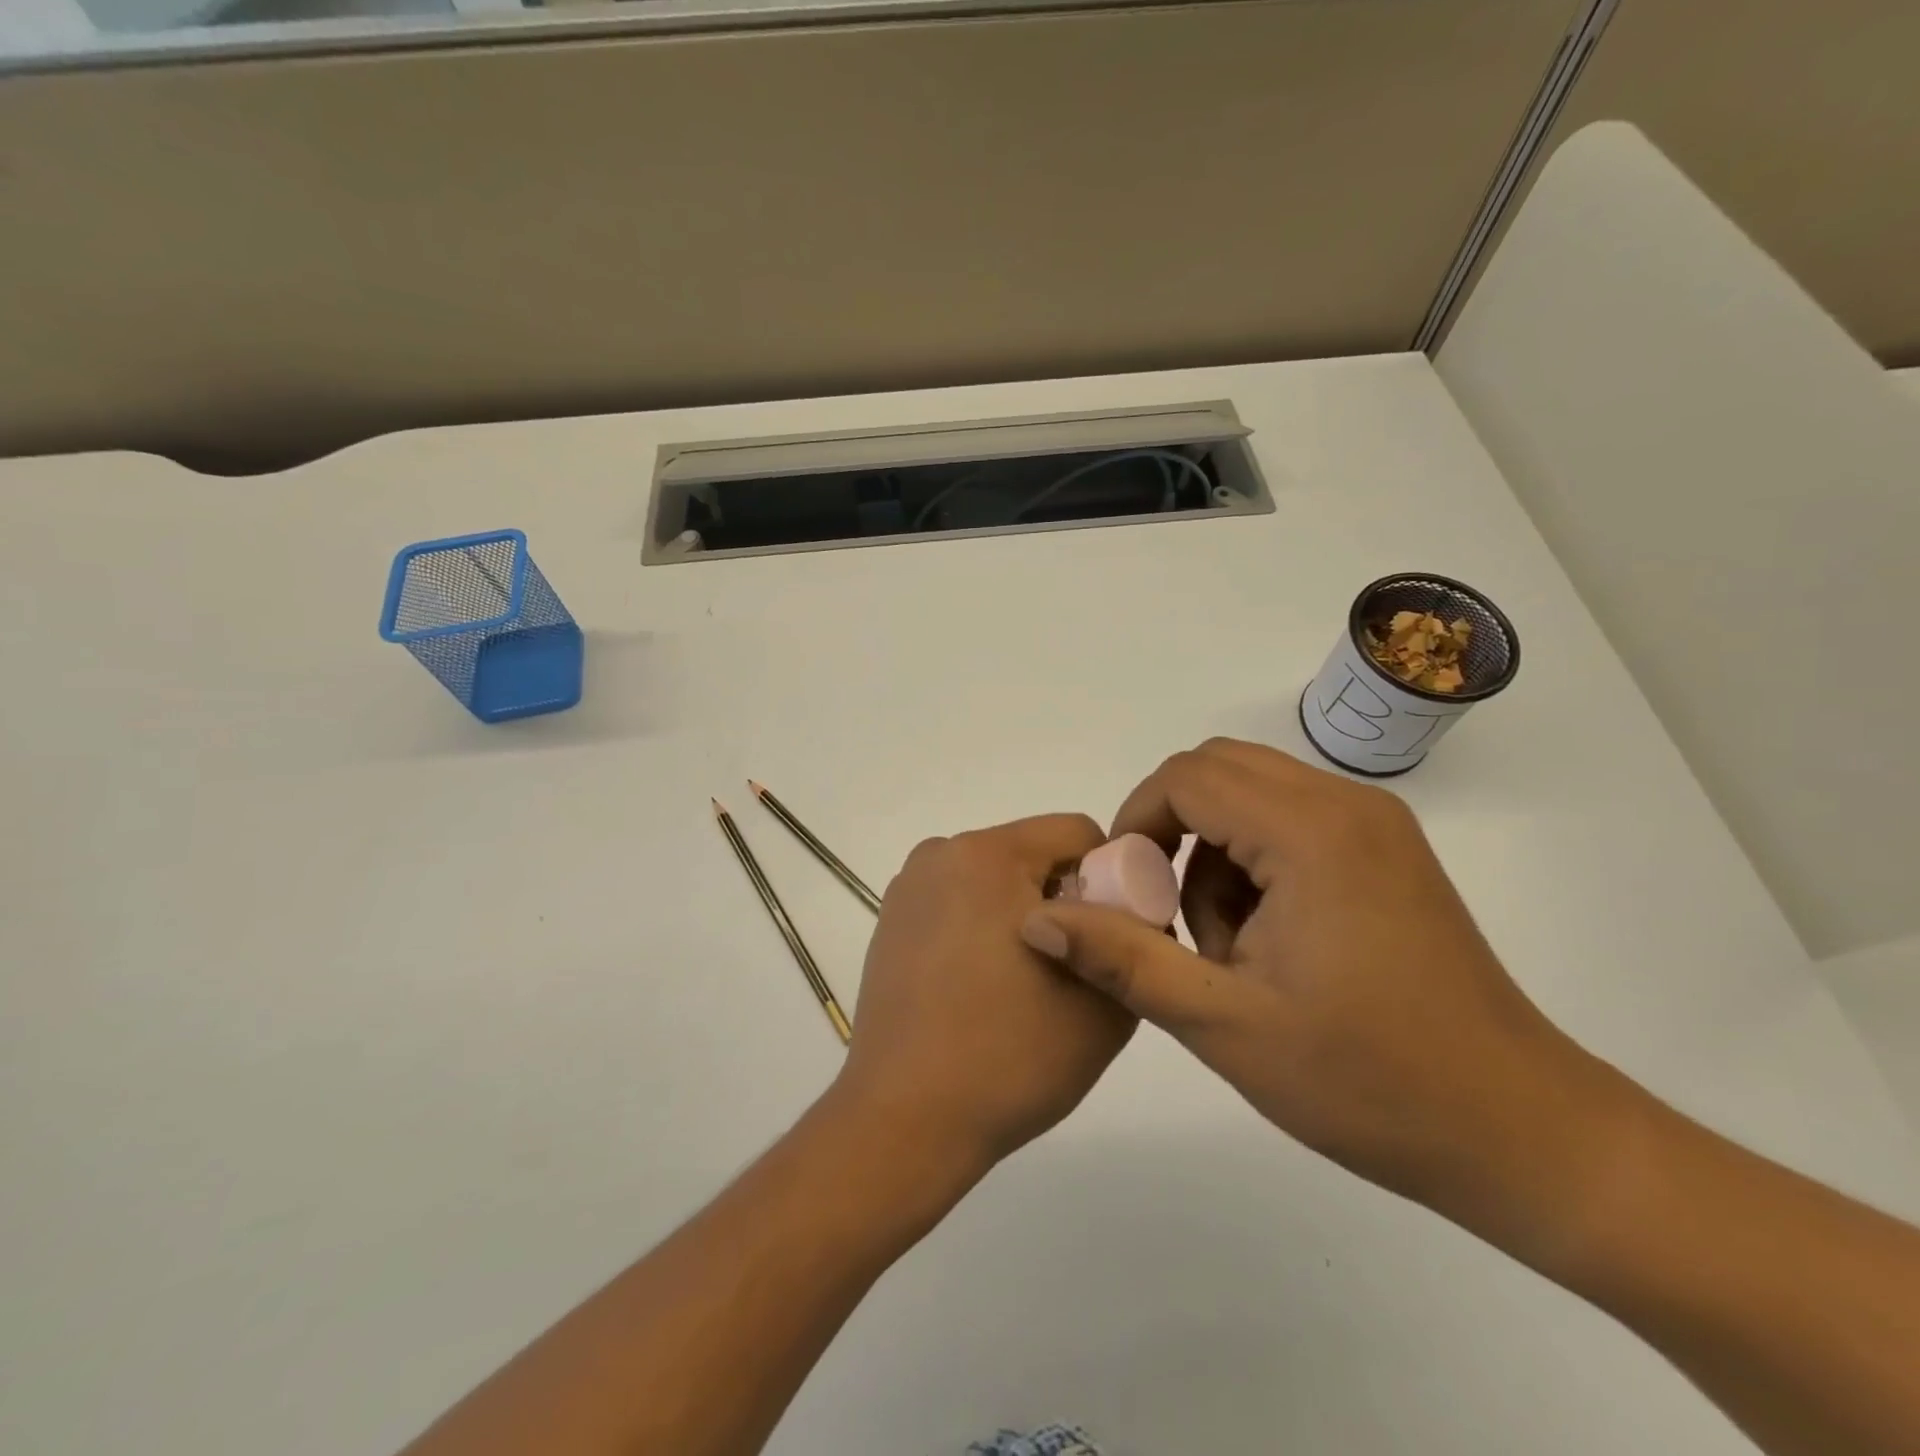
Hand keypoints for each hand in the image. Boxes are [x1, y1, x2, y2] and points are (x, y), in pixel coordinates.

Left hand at [834, 814, 1135, 1170]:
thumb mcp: (1105, 1003)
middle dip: (1066, 897)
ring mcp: (909, 888)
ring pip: (995, 880)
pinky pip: (958, 904)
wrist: (905, 1120)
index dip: (1112, 877)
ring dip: (1024, 914)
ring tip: (1026, 985)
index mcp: (988, 855)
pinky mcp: (891, 922)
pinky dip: (983, 928)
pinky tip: (983, 988)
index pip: (1076, 833)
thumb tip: (1131, 917)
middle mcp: (941, 855)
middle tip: (1076, 967)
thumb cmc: (1010, 1057)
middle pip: (1032, 853)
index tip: (1115, 934)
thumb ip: (1133, 944)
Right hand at [1020, 739, 1622, 1236]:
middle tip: (1164, 911)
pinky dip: (1253, 860)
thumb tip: (1037, 921)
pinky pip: (1290, 820)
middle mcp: (1346, 806)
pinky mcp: (1387, 852)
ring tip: (1223, 943)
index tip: (1126, 893)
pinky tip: (1266, 941)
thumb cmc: (1366, 1080)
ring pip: (1251, 794)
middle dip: (1172, 830)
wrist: (1517, 1132)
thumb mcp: (1222, 1024)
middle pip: (1218, 770)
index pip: (1187, 777)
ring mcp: (1374, 826)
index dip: (1137, 822)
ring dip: (1212, 849)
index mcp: (1310, 833)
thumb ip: (1122, 959)